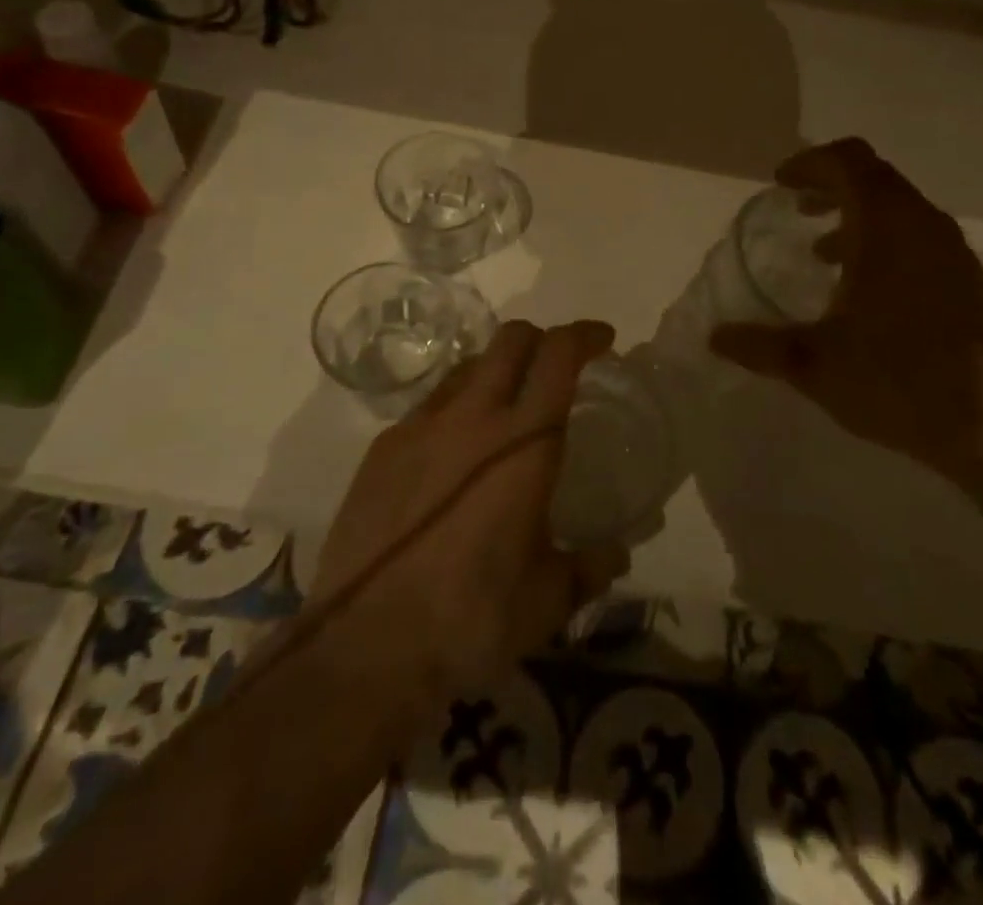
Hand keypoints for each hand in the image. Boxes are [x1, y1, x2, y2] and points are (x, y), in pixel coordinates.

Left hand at [307, 319, 630, 716]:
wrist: (366, 647)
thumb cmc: (472, 618)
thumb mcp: (548, 599)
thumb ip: (590, 567)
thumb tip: (616, 555)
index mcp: (524, 442)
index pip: (558, 356)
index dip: (585, 335)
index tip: (603, 340)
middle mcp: (472, 417)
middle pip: (510, 339)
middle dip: (541, 339)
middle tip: (556, 367)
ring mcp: (421, 427)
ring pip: (467, 368)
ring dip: (496, 372)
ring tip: (505, 410)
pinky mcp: (383, 449)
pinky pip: (429, 407)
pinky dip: (456, 410)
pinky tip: (453, 456)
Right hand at [709, 138, 982, 476]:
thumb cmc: (897, 380)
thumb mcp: (814, 365)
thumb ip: (760, 346)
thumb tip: (715, 337)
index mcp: (886, 227)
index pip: (849, 161)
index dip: (811, 163)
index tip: (781, 183)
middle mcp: (923, 225)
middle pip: (874, 176)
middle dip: (831, 183)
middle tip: (797, 206)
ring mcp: (950, 251)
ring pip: (898, 207)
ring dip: (856, 214)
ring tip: (822, 251)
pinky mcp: (965, 278)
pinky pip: (916, 234)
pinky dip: (883, 239)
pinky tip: (862, 288)